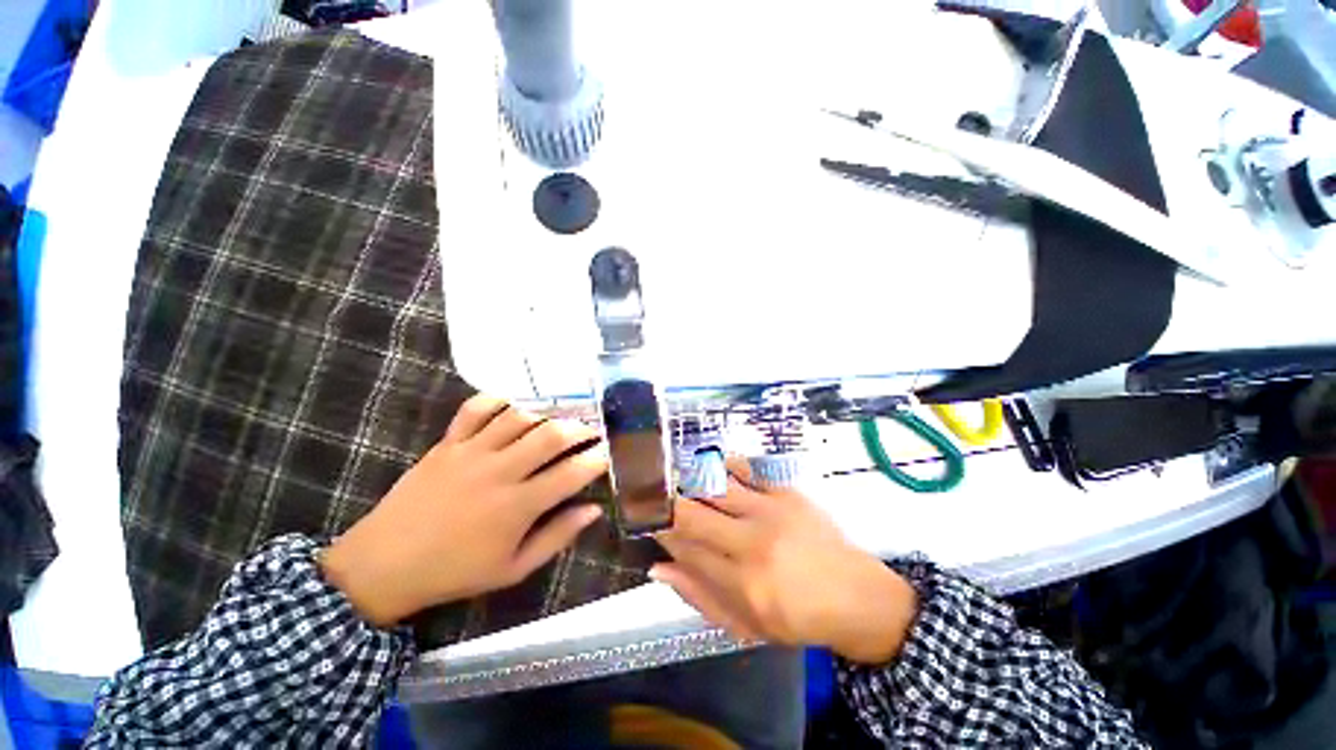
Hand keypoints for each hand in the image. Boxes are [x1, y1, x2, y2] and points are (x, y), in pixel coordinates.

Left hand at [321, 395, 607, 626]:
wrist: (383, 565)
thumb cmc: (455, 571)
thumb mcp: (513, 569)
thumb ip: (557, 537)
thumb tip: (593, 510)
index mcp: (518, 506)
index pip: (572, 473)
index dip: (598, 458)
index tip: (609, 452)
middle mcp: (500, 472)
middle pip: (551, 435)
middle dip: (580, 427)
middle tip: (591, 429)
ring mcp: (471, 452)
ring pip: (520, 417)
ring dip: (548, 412)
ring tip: (561, 416)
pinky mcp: (448, 443)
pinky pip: (476, 409)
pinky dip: (499, 400)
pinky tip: (515, 404)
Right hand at [654, 459, 918, 664]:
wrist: (854, 596)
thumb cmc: (797, 618)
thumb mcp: (745, 625)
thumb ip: (698, 595)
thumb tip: (658, 567)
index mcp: (743, 584)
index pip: (684, 548)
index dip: (661, 531)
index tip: (651, 522)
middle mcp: (753, 543)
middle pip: (693, 512)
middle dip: (668, 503)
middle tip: (658, 498)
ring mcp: (771, 512)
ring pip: (715, 485)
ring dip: (690, 480)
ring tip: (678, 478)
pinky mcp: (786, 492)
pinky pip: (745, 469)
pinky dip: (722, 466)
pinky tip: (712, 469)